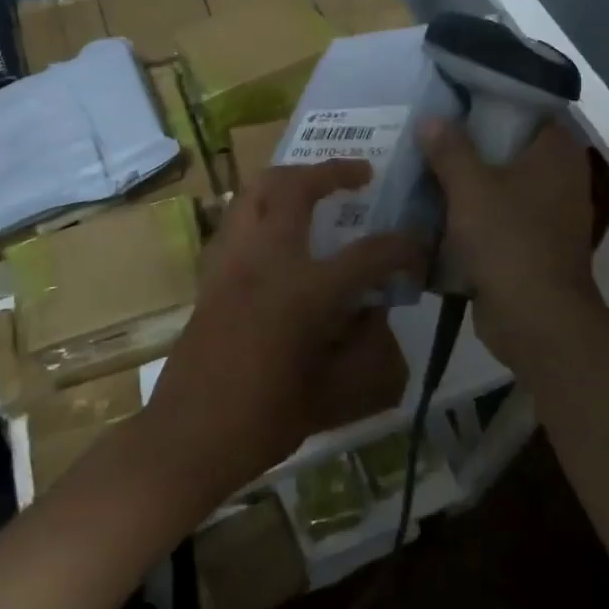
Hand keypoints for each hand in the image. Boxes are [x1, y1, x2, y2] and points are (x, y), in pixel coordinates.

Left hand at [140, 160, 423, 503]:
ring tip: (314, 186)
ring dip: (290, 178)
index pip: (368, 254)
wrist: (189, 435)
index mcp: (304, 290)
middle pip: (296, 187)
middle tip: (360, 174)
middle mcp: (266, 259)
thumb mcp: (333, 393)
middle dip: (332, 172)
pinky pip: (237, 219)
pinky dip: (261, 207)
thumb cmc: (265, 419)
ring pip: (255, 190)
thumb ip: (364, 346)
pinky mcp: (211, 272)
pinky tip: (277, 230)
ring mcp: (232, 260)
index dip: (402, 247)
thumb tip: (374, 309)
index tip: (419, 246)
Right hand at [417, 119, 605, 370]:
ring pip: (500, 181)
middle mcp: (559, 177)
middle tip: (429, 127)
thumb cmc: (509, 242)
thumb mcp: (470, 188)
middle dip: (470, 140)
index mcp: (556, 153)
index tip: (454, 94)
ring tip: (424, 162)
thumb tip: (431, 118)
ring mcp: (547, 213)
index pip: (528, 107)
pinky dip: (471, 210)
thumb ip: (450, 149)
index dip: (491, 98)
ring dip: (467, 178)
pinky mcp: (531, 243)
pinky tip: (435, 204)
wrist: (536, 321)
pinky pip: (497, 214)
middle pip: (509, 145)